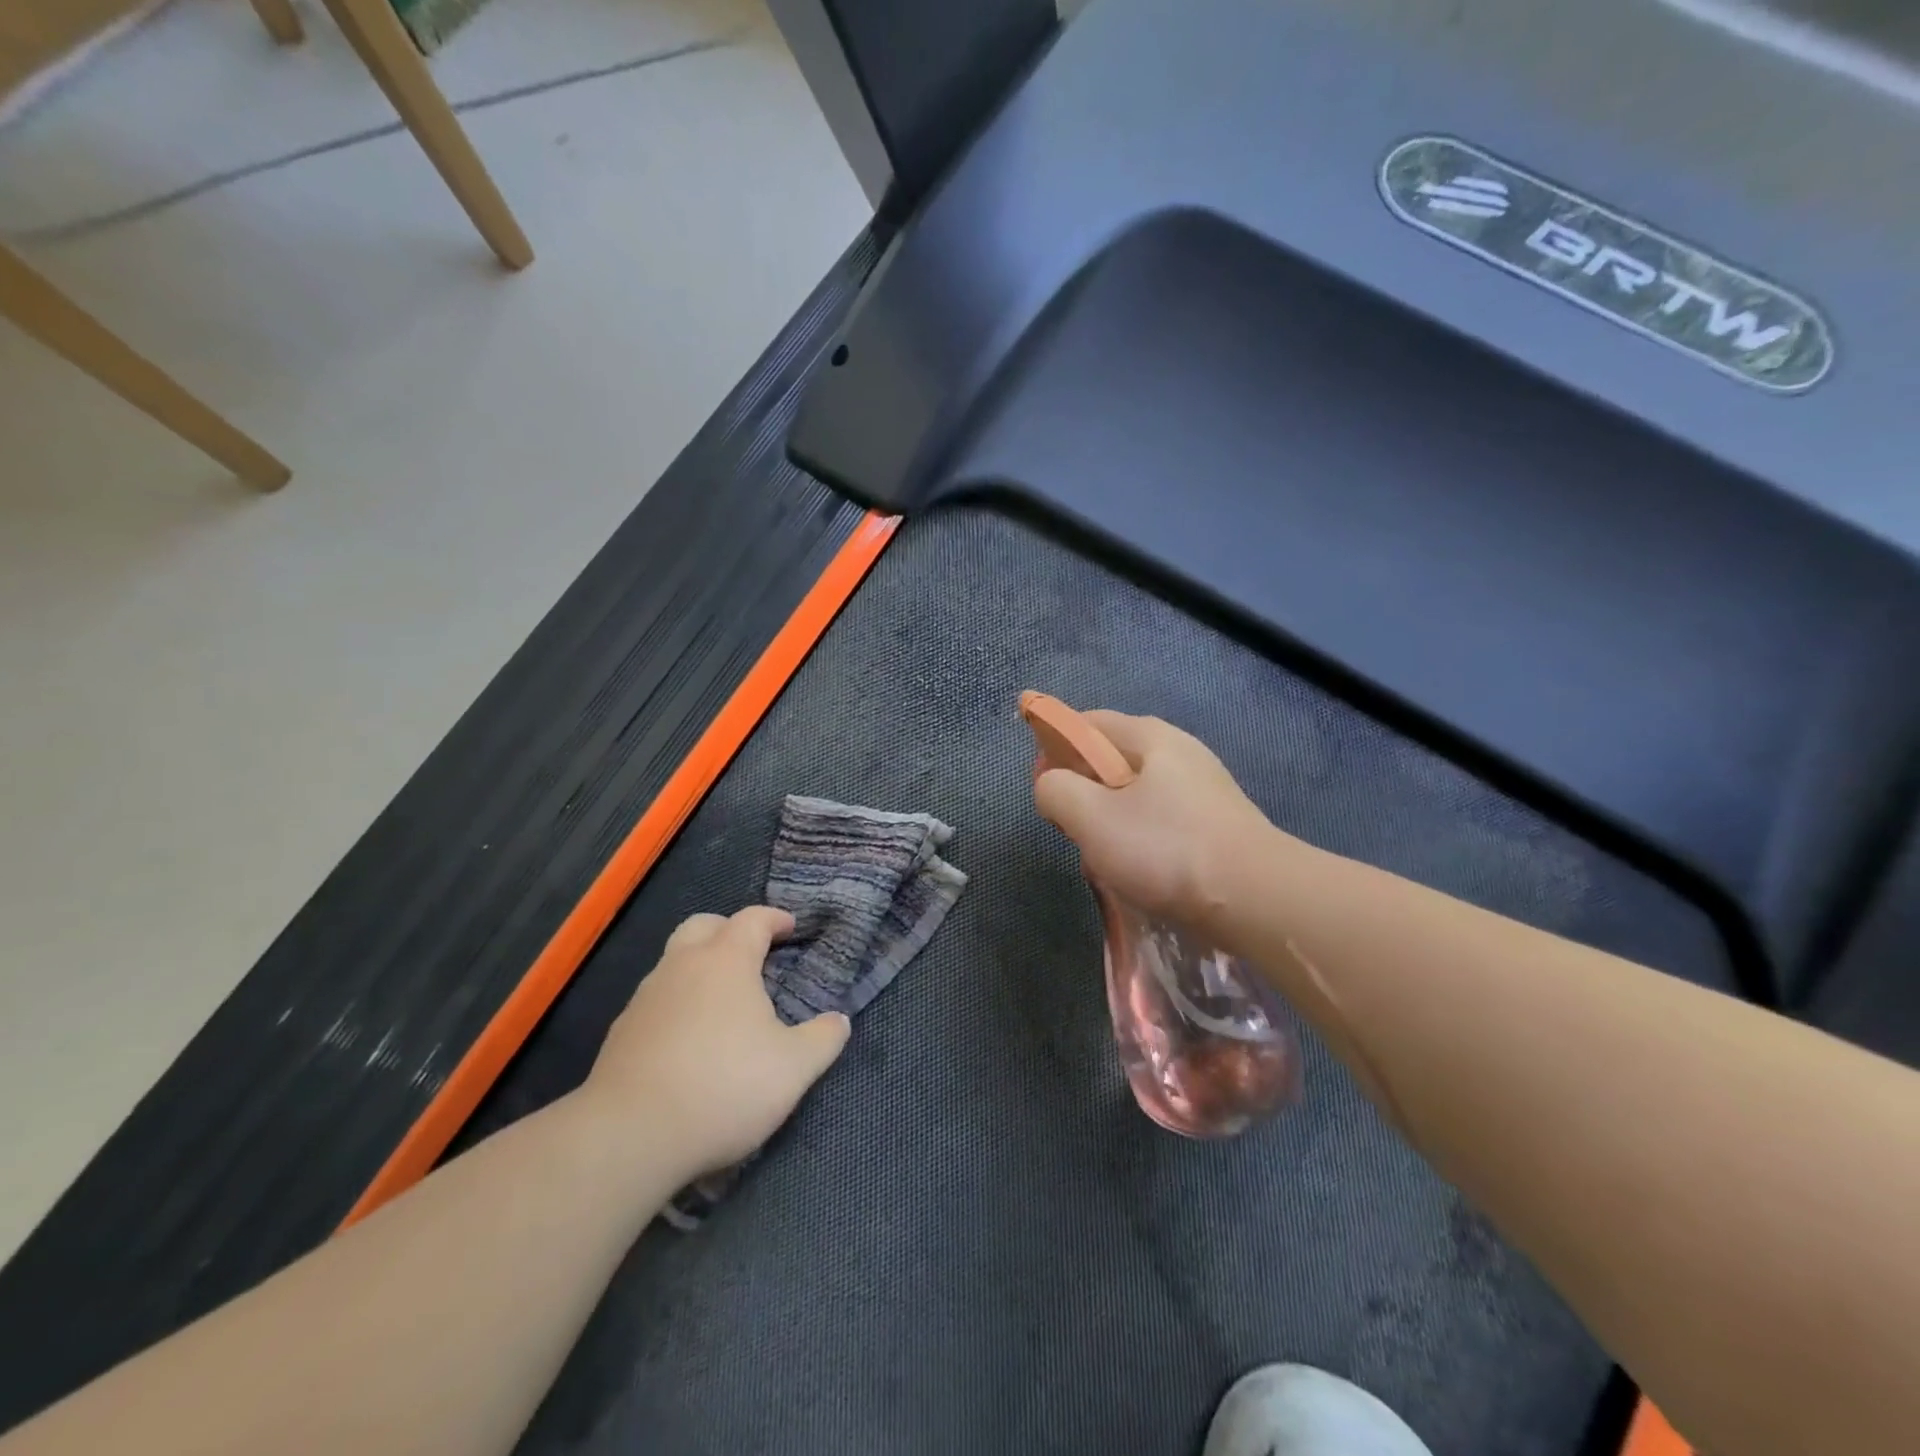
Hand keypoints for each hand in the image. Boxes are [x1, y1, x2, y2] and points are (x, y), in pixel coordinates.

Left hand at [581, 906, 849, 1178]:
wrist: (630, 1137)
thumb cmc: (724, 1086)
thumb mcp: (793, 1068)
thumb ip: (823, 1039)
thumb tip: (839, 1020)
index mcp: (726, 961)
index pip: (752, 919)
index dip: (774, 919)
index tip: (790, 928)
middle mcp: (681, 966)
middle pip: (703, 926)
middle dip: (728, 931)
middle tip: (752, 956)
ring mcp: (645, 998)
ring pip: (674, 963)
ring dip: (700, 969)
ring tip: (723, 1004)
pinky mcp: (621, 1033)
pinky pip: (656, 1002)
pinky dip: (677, 1006)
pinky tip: (689, 1042)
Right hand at [1033, 710, 1277, 929]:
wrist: (1257, 898)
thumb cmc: (1166, 849)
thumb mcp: (1092, 817)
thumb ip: (1055, 790)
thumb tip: (1050, 785)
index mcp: (1149, 735)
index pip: (1086, 723)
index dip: (1053, 745)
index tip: (1041, 785)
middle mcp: (1179, 750)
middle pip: (1111, 757)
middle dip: (1082, 786)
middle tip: (1070, 825)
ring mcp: (1203, 786)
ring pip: (1135, 791)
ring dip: (1109, 816)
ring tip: (1103, 854)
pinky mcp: (1216, 821)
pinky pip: (1161, 816)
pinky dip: (1139, 834)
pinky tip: (1140, 867)